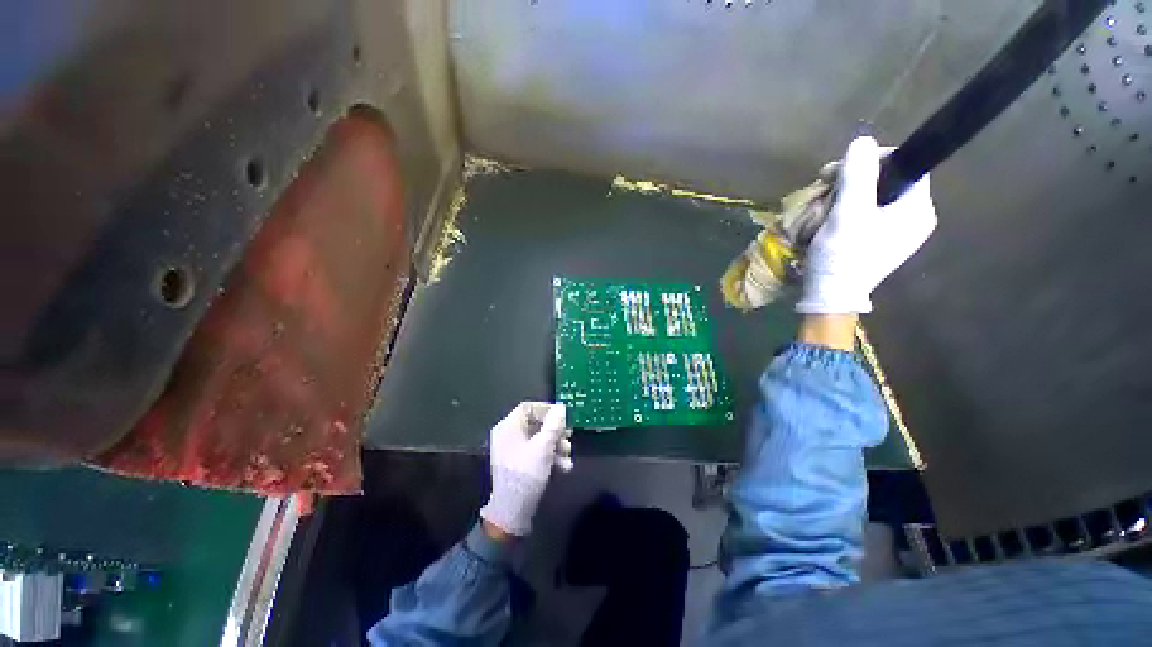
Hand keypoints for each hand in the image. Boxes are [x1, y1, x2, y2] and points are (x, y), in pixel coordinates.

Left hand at [479, 402, 572, 536]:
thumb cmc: (526, 473)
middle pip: (535, 423)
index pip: (528, 407)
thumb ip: (554, 425)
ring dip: (555, 445)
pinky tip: (563, 467)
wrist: (512, 512)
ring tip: (568, 456)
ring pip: (538, 439)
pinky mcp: (518, 464)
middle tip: (570, 436)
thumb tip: (561, 407)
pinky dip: (549, 456)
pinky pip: (535, 452)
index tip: (563, 417)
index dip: (547, 410)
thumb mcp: (543, 447)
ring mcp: (512, 450)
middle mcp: (508, 435)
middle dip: (555, 431)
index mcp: (508, 427)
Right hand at [797, 136, 936, 314]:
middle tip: (825, 185)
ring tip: (823, 204)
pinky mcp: (882, 243)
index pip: (906, 165)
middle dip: (855, 179)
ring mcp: (899, 233)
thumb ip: (857, 176)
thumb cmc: (842, 255)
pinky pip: (869, 214)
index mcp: (917, 209)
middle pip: (889, 181)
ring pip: (876, 197)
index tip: (841, 168)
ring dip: (848, 194)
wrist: (831, 296)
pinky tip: (831, 217)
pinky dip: (849, 210)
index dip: (874, 159)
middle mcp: (916, 218)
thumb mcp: (847, 213)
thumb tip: (863, 141)